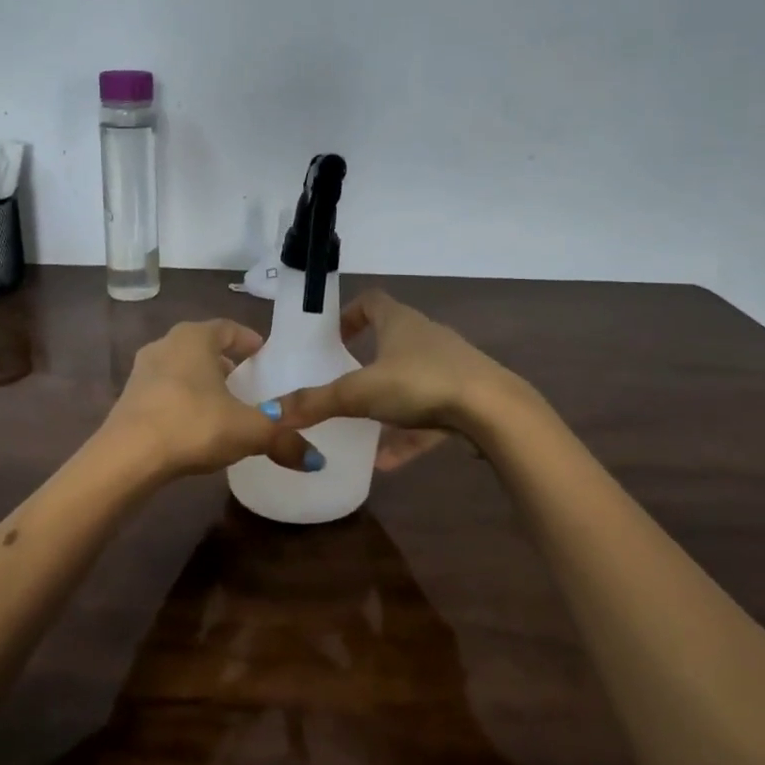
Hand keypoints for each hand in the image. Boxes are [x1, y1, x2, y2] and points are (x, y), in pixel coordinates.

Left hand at [103, 319, 314, 479]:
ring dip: (201, 381)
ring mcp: (142, 371)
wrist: (128, 456)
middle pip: (202, 347)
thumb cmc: (193, 425)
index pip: (228, 328)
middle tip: (246, 381)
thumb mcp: (248, 431)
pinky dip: (182, 400)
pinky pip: (164, 391)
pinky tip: (194, 425)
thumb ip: (284, 440)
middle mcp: (165, 344)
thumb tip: (317, 460)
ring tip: (222, 404)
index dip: (249, 340)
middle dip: (225, 361)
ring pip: (181, 368)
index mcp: (195, 338)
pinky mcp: (128, 399)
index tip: (264, 354)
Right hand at [277, 290, 525, 457]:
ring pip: (410, 382)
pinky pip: (428, 415)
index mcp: (400, 322)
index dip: (350, 314)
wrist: (493, 411)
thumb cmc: (421, 383)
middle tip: (342, 382)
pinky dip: (408, 435)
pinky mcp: (464, 399)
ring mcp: (449, 368)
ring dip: (386, 404)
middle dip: (366, 362)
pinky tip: (388, 462)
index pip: (371, 301)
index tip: (333, 337)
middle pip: (392, 341)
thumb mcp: (361, 393)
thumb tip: (271, 412)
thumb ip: (317, 402)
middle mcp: (426, 338)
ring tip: (361, 429)